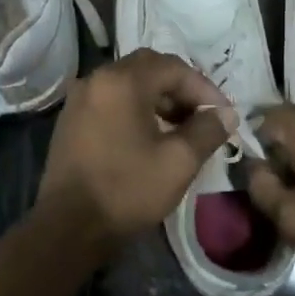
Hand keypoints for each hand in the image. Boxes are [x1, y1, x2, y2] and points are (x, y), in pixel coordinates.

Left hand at [38, 50, 232, 250]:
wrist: (69, 227)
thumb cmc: (127, 190)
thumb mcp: (178, 162)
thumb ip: (207, 131)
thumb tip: (226, 114)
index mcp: (122, 82)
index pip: (173, 68)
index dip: (204, 88)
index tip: (223, 115)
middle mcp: (96, 79)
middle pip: (148, 68)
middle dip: (180, 88)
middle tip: (202, 115)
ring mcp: (79, 99)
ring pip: (128, 83)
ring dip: (158, 98)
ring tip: (180, 127)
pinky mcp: (71, 120)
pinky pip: (110, 100)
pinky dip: (134, 108)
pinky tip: (149, 136)